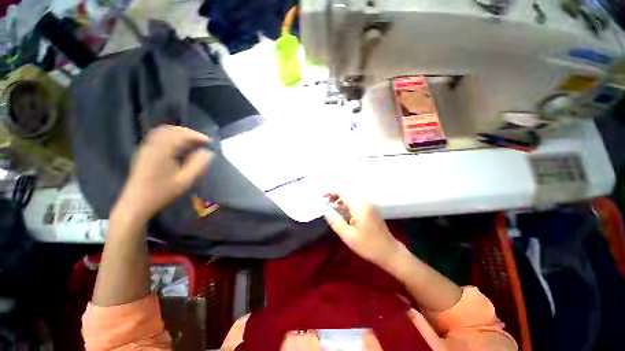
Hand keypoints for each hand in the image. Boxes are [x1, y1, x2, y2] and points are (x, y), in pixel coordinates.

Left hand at [113, 126, 213, 220]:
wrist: (136, 203)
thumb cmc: (162, 192)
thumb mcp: (185, 181)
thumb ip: (198, 165)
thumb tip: (207, 153)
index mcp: (161, 151)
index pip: (180, 135)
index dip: (196, 136)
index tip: (208, 141)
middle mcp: (152, 145)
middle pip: (170, 130)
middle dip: (188, 133)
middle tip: (201, 140)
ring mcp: (146, 148)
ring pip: (163, 132)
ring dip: (179, 133)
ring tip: (191, 141)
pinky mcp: (143, 152)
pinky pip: (158, 137)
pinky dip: (170, 137)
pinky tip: (178, 145)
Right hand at [323, 194, 402, 266]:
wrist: (390, 252)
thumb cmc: (368, 245)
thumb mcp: (348, 235)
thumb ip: (335, 221)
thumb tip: (325, 209)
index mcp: (360, 207)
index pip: (343, 192)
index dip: (331, 192)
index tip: (321, 197)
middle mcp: (365, 202)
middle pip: (347, 192)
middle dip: (335, 195)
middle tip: (325, 202)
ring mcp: (369, 205)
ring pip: (352, 196)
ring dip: (341, 198)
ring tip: (332, 205)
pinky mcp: (371, 210)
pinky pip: (356, 201)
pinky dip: (347, 203)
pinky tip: (343, 210)